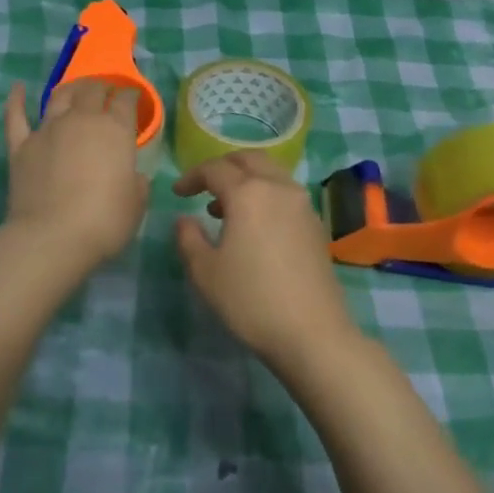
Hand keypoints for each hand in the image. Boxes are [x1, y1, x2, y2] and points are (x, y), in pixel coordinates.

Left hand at [2, 79, 148, 276]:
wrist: (52, 238)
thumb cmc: (104, 222)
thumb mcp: (136, 205)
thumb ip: (136, 184)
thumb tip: (132, 176)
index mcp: (115, 130)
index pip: (125, 101)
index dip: (130, 97)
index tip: (133, 99)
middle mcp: (81, 120)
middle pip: (92, 90)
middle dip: (102, 87)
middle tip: (105, 92)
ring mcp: (47, 130)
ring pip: (59, 96)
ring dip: (70, 88)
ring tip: (75, 89)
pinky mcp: (20, 146)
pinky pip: (16, 116)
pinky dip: (16, 100)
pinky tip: (18, 89)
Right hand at [173, 151, 358, 363]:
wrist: (312, 332)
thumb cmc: (251, 300)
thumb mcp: (205, 272)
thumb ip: (189, 238)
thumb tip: (185, 219)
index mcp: (248, 193)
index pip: (215, 169)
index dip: (192, 177)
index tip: (177, 194)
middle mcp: (279, 188)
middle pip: (249, 160)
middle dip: (223, 167)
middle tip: (203, 186)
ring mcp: (303, 205)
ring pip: (272, 174)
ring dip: (247, 180)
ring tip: (225, 209)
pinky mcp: (316, 225)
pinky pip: (286, 194)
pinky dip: (266, 195)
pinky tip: (254, 227)